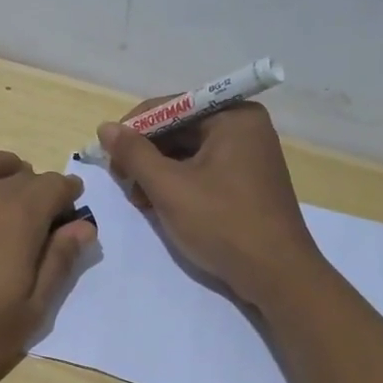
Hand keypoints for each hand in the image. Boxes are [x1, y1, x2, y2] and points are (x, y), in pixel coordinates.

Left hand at [0, 148, 96, 382]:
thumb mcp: (28, 315)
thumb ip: (57, 265)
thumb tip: (83, 226)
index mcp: (19, 220)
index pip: (54, 188)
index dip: (68, 193)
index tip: (74, 206)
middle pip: (19, 176)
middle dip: (38, 184)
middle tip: (44, 206)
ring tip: (6, 175)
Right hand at [97, 102, 325, 308]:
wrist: (277, 276)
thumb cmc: (223, 223)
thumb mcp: (170, 187)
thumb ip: (134, 153)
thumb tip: (105, 128)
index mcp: (234, 116)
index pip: (171, 107)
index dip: (134, 129)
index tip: (109, 156)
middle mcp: (245, 127)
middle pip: (179, 129)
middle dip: (147, 155)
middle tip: (123, 182)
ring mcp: (249, 155)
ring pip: (188, 152)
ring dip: (158, 172)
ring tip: (140, 200)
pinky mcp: (247, 182)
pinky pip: (203, 170)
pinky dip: (179, 184)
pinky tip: (160, 206)